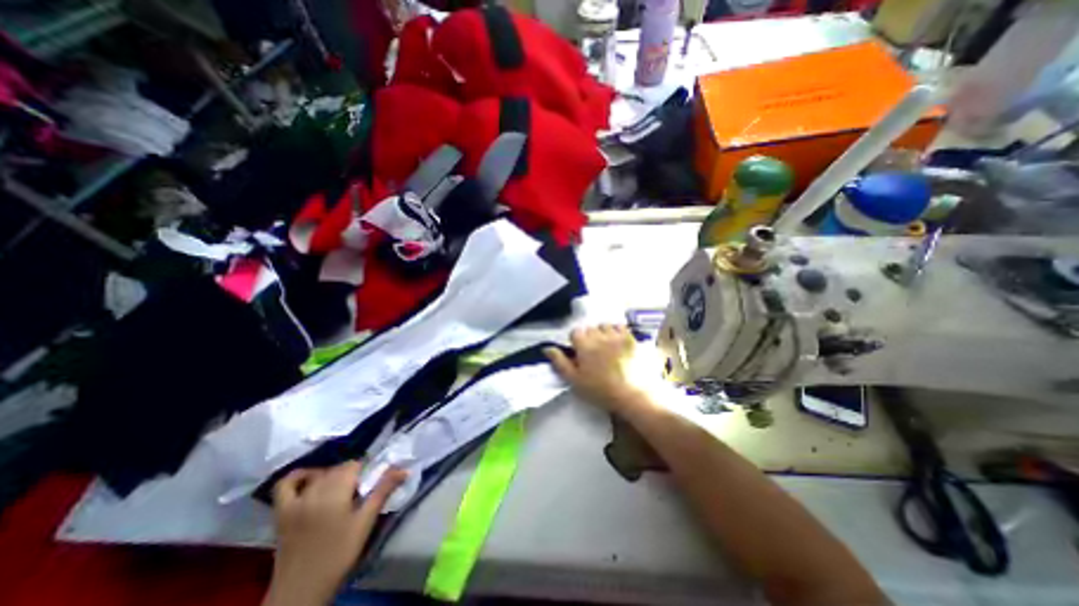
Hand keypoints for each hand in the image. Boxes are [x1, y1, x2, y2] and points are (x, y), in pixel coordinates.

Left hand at [265, 460, 408, 605]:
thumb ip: (383, 491)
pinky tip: (311, 479)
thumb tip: (404, 470)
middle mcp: (314, 491)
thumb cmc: (339, 554)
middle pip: (338, 469)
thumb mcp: (365, 522)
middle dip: (352, 473)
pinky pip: (285, 485)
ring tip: (342, 488)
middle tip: (361, 489)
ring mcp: (295, 501)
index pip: (354, 465)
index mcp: (336, 492)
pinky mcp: (282, 513)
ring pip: (319, 475)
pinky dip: (299, 476)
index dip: (366, 470)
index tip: (373, 482)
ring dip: (333, 475)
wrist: (301, 591)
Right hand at [545, 325, 642, 413]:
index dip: (576, 341)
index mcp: (584, 345)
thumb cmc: (601, 390)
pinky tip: (619, 342)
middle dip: (590, 336)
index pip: (575, 332)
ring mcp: (616, 335)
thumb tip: (547, 348)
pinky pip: (621, 326)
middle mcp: (599, 336)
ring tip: (607, 345)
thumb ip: (560, 362)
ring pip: (605, 325)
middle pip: (590, 328)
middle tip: (594, 352)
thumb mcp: (575, 380)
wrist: (633, 395)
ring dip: (604, 332)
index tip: (580, 352)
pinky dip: (618, 331)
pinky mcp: (631, 338)